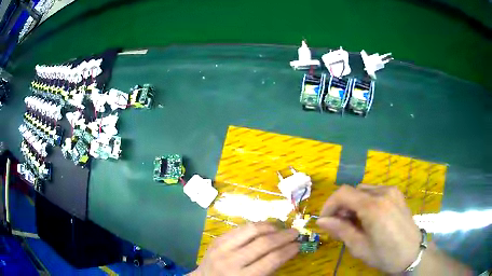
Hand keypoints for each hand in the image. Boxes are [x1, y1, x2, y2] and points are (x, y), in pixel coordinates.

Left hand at [191, 222, 299, 275]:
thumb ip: (269, 269)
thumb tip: (288, 251)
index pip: (272, 260)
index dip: (288, 250)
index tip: (298, 245)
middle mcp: (232, 261)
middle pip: (263, 243)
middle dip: (283, 236)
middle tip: (295, 232)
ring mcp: (222, 248)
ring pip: (251, 230)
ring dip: (270, 226)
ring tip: (281, 227)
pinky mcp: (217, 240)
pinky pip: (239, 228)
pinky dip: (255, 226)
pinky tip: (264, 227)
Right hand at [316, 185, 420, 273]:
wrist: (412, 253)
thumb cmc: (385, 255)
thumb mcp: (359, 247)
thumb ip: (340, 230)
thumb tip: (321, 221)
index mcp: (373, 207)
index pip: (343, 193)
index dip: (329, 205)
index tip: (324, 220)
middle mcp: (383, 193)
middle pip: (353, 191)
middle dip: (342, 206)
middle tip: (339, 225)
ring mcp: (392, 191)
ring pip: (364, 190)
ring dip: (354, 204)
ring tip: (355, 223)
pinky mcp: (397, 194)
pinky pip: (375, 192)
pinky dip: (366, 202)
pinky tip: (369, 218)